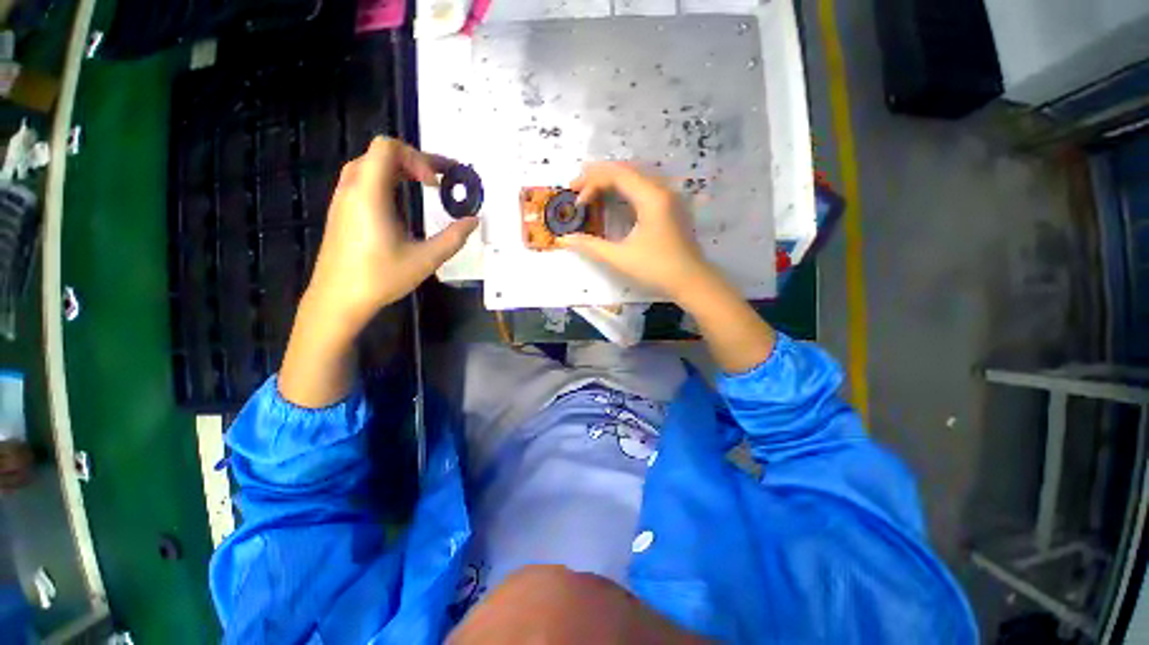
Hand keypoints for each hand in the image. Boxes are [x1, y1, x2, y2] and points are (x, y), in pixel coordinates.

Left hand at [280, 137, 475, 407]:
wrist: (337, 299)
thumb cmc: (381, 278)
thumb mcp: (426, 259)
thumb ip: (454, 238)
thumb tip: (474, 221)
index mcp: (370, 194)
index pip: (388, 147)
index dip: (418, 157)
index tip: (436, 185)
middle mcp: (352, 188)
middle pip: (381, 153)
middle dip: (414, 161)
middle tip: (439, 182)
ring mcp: (343, 199)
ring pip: (371, 165)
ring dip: (400, 170)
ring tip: (425, 187)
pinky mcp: (341, 211)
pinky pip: (364, 181)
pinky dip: (387, 181)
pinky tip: (402, 203)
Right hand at [560, 161, 773, 372]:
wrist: (691, 281)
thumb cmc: (656, 269)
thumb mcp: (620, 258)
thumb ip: (590, 246)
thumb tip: (564, 240)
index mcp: (651, 197)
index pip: (617, 174)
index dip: (591, 182)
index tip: (575, 200)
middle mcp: (662, 189)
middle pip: (626, 169)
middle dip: (599, 175)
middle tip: (577, 187)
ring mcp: (670, 196)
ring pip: (637, 175)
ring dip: (612, 179)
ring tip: (591, 188)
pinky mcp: (672, 205)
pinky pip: (645, 186)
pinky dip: (625, 187)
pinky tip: (615, 198)